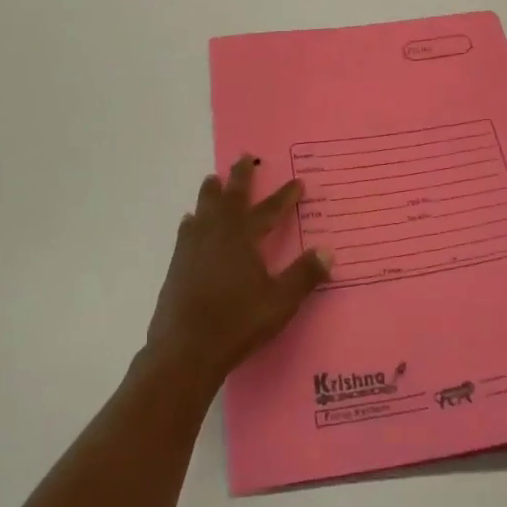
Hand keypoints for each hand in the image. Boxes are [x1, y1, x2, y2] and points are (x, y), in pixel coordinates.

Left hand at [144, 156, 329, 391]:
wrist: (186, 349)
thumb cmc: (237, 322)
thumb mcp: (280, 302)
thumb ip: (304, 275)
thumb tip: (328, 251)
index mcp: (243, 238)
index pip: (269, 210)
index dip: (285, 196)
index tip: (298, 182)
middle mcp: (217, 233)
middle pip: (230, 197)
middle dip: (240, 177)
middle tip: (244, 157)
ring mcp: (193, 247)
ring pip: (203, 209)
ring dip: (211, 192)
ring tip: (213, 180)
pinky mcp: (177, 264)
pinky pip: (187, 230)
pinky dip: (193, 219)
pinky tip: (190, 221)